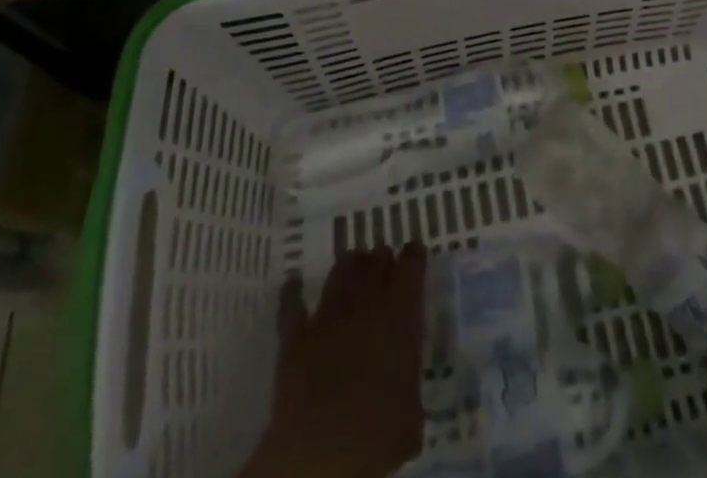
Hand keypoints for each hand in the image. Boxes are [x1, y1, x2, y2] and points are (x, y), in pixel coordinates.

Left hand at [244, 245, 428, 477]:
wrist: (321, 454)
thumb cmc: (379, 437)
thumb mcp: (412, 415)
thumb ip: (408, 384)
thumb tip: (404, 388)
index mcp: (401, 315)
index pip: (411, 266)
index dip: (414, 256)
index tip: (415, 251)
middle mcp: (366, 304)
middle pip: (375, 262)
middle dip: (381, 260)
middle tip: (384, 262)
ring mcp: (328, 317)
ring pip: (340, 273)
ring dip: (349, 266)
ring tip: (353, 264)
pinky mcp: (295, 339)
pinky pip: (292, 306)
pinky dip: (293, 292)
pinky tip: (293, 283)